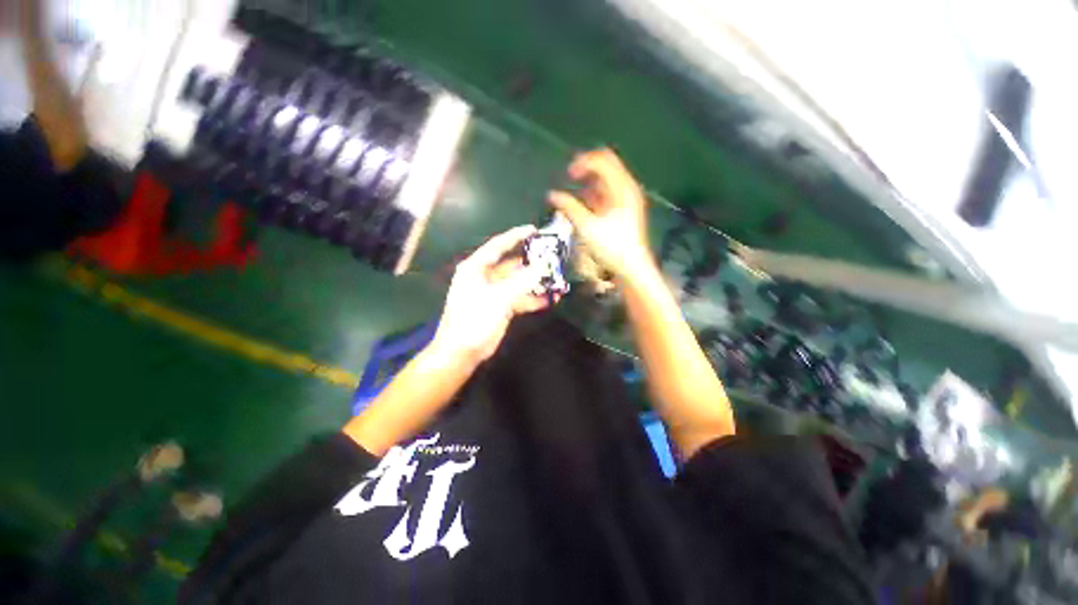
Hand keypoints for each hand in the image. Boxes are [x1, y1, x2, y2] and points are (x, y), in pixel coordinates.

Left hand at [430, 226, 551, 364]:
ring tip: (556, 280)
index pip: (498, 246)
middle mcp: (485, 277)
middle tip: (552, 258)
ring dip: (535, 282)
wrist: (462, 352)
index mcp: (476, 268)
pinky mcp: (500, 307)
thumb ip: (523, 281)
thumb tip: (543, 265)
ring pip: (518, 282)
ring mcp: (494, 293)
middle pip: (511, 265)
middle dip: (531, 262)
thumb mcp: (499, 298)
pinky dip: (532, 299)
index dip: (516, 236)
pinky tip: (549, 300)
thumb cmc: (474, 319)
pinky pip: (519, 298)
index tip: (534, 230)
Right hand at [548, 148, 655, 282]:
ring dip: (591, 183)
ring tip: (577, 195)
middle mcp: (627, 189)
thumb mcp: (587, 227)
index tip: (569, 174)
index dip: (583, 162)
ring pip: (608, 180)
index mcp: (622, 188)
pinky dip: (596, 195)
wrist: (631, 267)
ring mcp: (628, 199)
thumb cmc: (611, 247)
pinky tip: (586, 205)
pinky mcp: (626, 210)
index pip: (603, 160)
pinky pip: (609, 193)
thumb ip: (569, 207)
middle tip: (571, 177)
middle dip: (587, 169)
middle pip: (607, 166)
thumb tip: (552, 195)